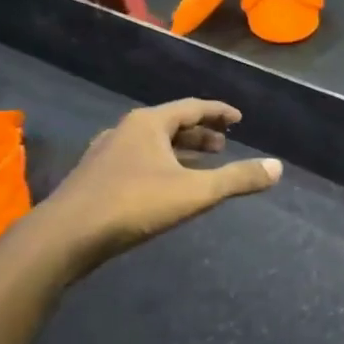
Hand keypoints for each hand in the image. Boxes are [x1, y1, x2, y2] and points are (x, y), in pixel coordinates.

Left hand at [27, 99, 281, 276]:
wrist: (66, 235)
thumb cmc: (134, 204)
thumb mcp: (195, 192)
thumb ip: (237, 179)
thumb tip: (277, 167)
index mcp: (148, 124)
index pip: (192, 107)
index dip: (219, 112)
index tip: (239, 119)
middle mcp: (125, 131)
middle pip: (171, 124)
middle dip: (200, 133)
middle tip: (225, 144)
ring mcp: (106, 154)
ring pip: (153, 144)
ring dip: (181, 151)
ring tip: (203, 164)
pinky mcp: (96, 178)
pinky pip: (139, 161)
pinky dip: (162, 165)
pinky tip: (168, 185)